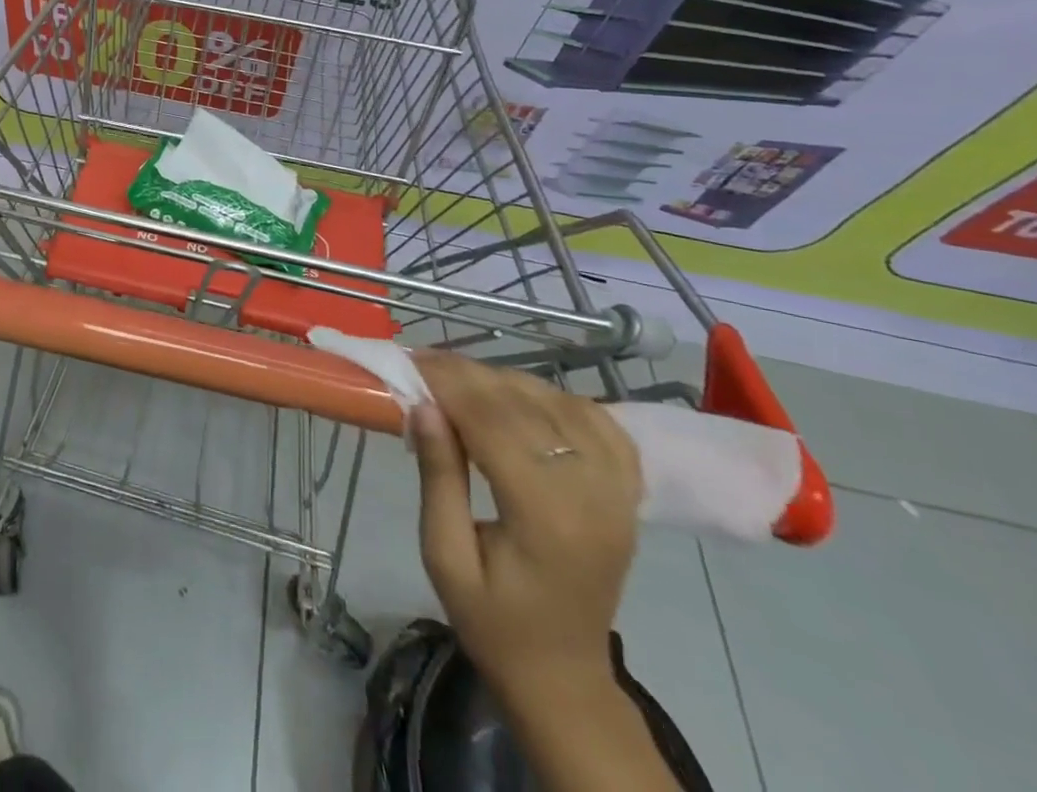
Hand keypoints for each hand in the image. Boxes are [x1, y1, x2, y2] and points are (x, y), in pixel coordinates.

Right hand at [409, 352, 642, 701]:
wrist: (563, 673)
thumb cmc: (491, 619)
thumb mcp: (444, 555)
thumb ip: (439, 477)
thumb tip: (422, 404)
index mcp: (547, 519)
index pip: (495, 424)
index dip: (450, 384)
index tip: (410, 362)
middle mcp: (593, 497)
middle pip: (526, 406)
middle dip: (469, 375)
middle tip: (424, 362)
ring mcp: (618, 493)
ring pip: (560, 403)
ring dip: (506, 381)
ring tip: (460, 380)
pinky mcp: (626, 493)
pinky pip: (599, 422)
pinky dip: (556, 398)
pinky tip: (522, 399)